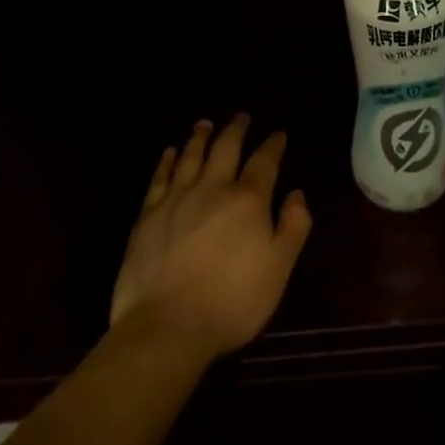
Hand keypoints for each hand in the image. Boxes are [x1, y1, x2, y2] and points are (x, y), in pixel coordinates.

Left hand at [109, 116, 311, 359]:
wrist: (166, 327)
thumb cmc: (231, 302)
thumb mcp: (278, 269)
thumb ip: (293, 227)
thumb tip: (296, 194)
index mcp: (248, 200)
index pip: (264, 161)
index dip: (273, 145)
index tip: (278, 134)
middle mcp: (213, 188)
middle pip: (226, 148)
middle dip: (236, 130)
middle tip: (241, 117)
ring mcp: (177, 199)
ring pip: (191, 156)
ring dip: (200, 137)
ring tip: (205, 124)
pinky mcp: (148, 216)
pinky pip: (159, 178)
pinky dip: (166, 161)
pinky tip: (170, 153)